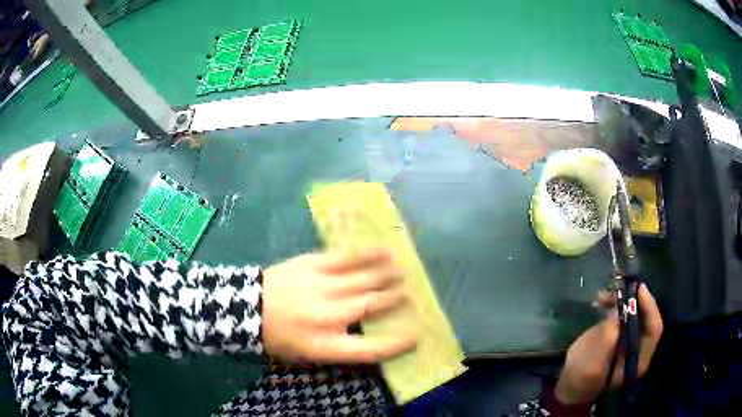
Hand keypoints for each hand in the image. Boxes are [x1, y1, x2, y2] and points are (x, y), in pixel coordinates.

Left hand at [261, 249, 415, 362]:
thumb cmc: (278, 337)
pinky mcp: (313, 264)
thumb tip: (371, 335)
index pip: (371, 349)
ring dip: (387, 275)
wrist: (248, 307)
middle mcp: (328, 316)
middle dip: (395, 300)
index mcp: (325, 345)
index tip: (416, 337)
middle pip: (372, 307)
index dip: (397, 344)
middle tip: (410, 294)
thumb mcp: (307, 355)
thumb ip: (340, 348)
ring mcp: (321, 287)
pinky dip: (369, 255)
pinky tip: (385, 250)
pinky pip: (347, 258)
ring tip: (403, 271)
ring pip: (364, 280)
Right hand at [555, 284, 662, 404]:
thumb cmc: (581, 376)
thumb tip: (619, 308)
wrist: (568, 383)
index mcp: (638, 359)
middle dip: (635, 300)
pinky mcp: (619, 333)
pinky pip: (622, 313)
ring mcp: (629, 339)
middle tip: (622, 286)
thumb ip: (608, 336)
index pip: (654, 329)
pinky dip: (613, 304)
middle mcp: (639, 347)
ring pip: (634, 312)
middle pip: (646, 317)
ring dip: (621, 300)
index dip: (650, 308)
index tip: (639, 290)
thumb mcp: (594, 361)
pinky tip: (600, 300)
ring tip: (603, 295)